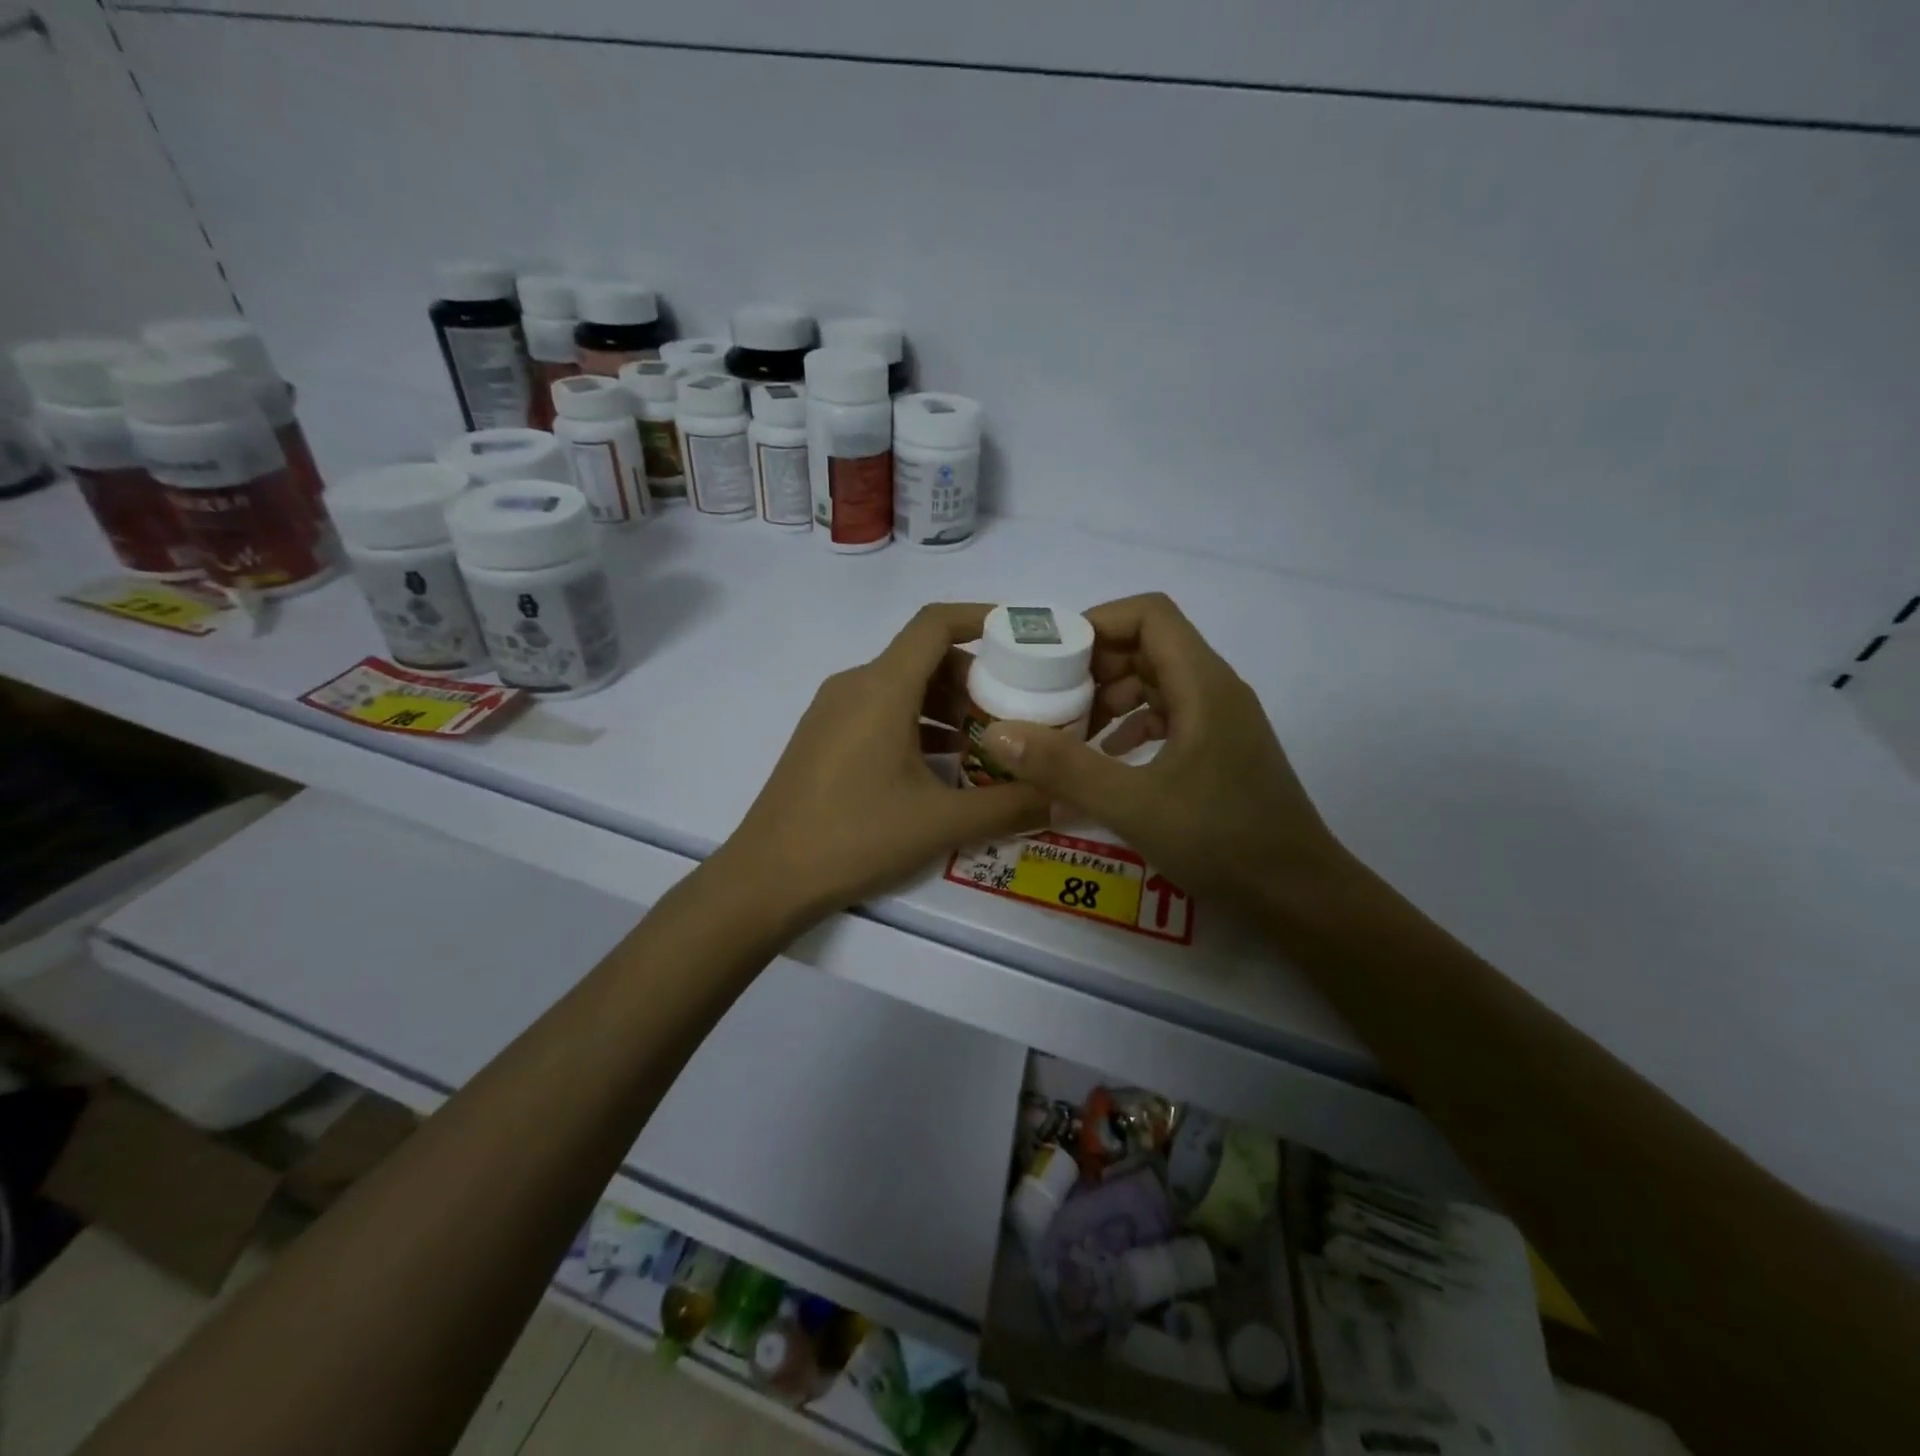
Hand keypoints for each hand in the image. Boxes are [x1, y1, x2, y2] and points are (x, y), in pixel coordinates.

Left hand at [717, 603, 1048, 926]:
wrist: (767, 878)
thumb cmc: (855, 837)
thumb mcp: (941, 823)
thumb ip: (1008, 806)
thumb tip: (1062, 798)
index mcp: (882, 688)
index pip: (936, 624)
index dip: (982, 618)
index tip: (1021, 637)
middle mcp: (855, 685)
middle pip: (923, 657)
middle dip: (974, 676)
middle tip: (1017, 710)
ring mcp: (833, 711)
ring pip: (902, 687)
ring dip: (947, 706)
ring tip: (988, 743)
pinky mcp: (824, 737)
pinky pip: (880, 712)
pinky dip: (918, 724)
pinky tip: (944, 766)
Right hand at [979, 593, 1353, 921]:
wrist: (1298, 894)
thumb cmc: (1222, 841)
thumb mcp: (1133, 804)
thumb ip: (1064, 767)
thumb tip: (998, 732)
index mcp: (1203, 684)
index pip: (1150, 615)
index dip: (1098, 622)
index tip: (1053, 658)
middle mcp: (1216, 690)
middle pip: (1150, 645)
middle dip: (1096, 664)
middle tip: (1050, 698)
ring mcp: (1221, 720)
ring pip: (1158, 681)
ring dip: (1112, 696)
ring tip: (1070, 730)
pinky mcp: (1220, 749)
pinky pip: (1169, 715)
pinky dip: (1132, 724)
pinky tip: (1107, 757)